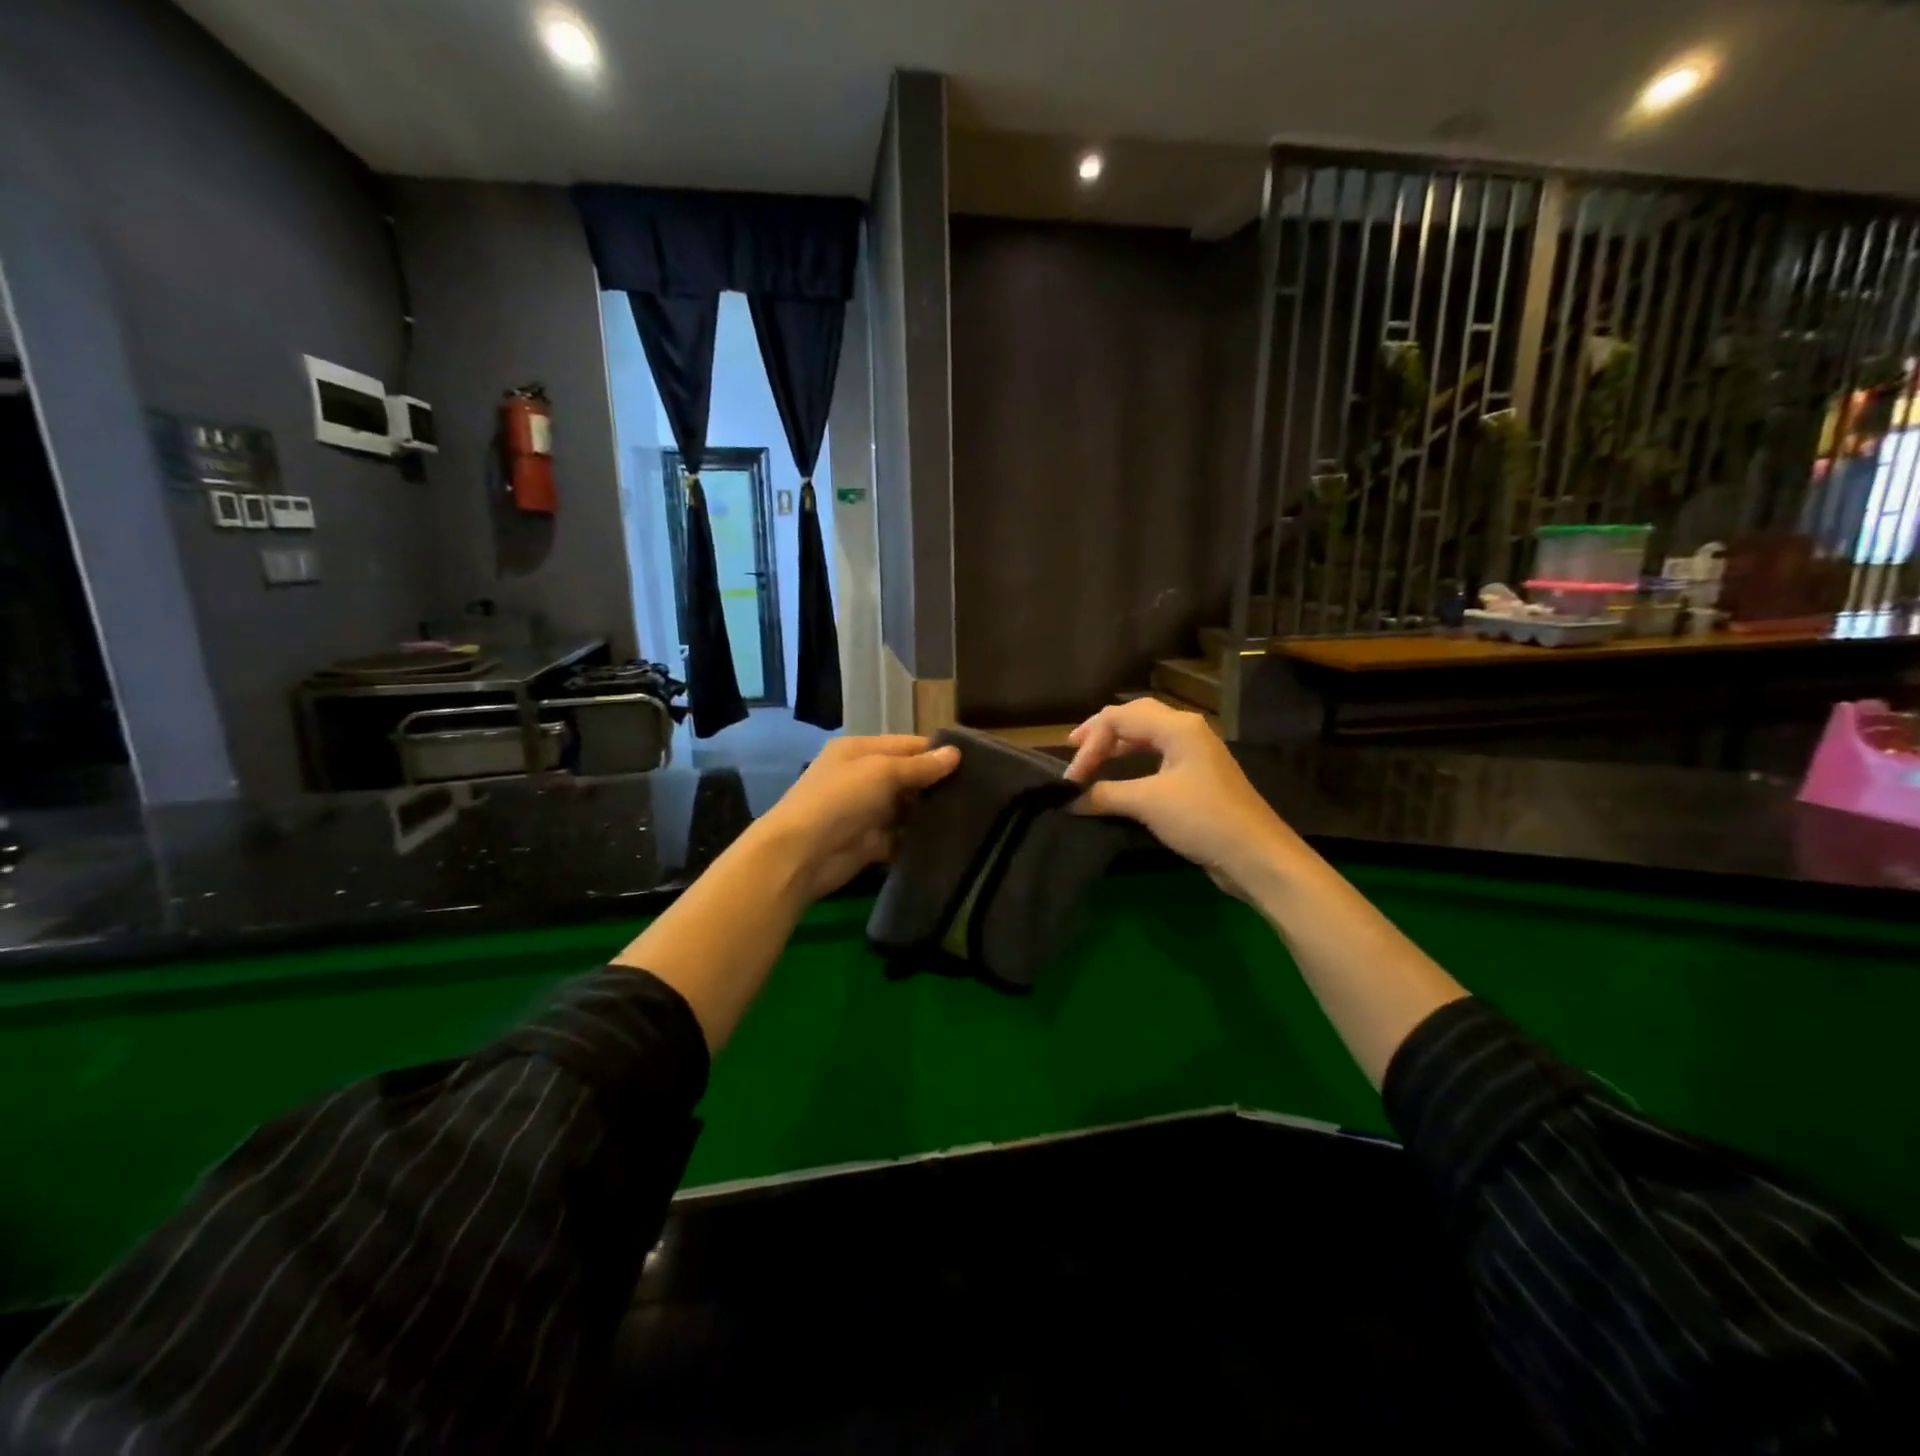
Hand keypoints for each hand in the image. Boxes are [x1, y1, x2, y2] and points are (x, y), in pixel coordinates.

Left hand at [752, 735, 960, 902]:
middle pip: (907, 776)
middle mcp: (862, 777)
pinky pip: (900, 838)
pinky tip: (947, 840)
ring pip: (906, 808)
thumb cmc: (840, 799)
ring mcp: (865, 812)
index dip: (937, 752)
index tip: (974, 763)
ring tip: (970, 814)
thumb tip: (956, 753)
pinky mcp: (870, 843)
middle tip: (978, 791)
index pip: (906, 745)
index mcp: (859, 751)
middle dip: (936, 784)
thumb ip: (920, 766)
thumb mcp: (882, 772)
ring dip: (929, 813)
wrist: (801, 854)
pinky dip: (918, 839)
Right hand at [1062, 700, 1292, 896]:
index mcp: (1177, 727)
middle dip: (1101, 733)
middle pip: (1134, 718)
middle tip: (1074, 750)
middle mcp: (1187, 731)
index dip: (1090, 743)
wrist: (1256, 855)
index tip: (1072, 778)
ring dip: (1117, 746)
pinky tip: (1121, 778)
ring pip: (1147, 736)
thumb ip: (1104, 795)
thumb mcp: (1148, 803)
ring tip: (1092, 761)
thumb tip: (1068, 799)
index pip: (1119, 718)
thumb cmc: (1202, 819)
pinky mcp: (1198, 777)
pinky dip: (1132, 762)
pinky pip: (1157, 756)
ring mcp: (1195, 753)